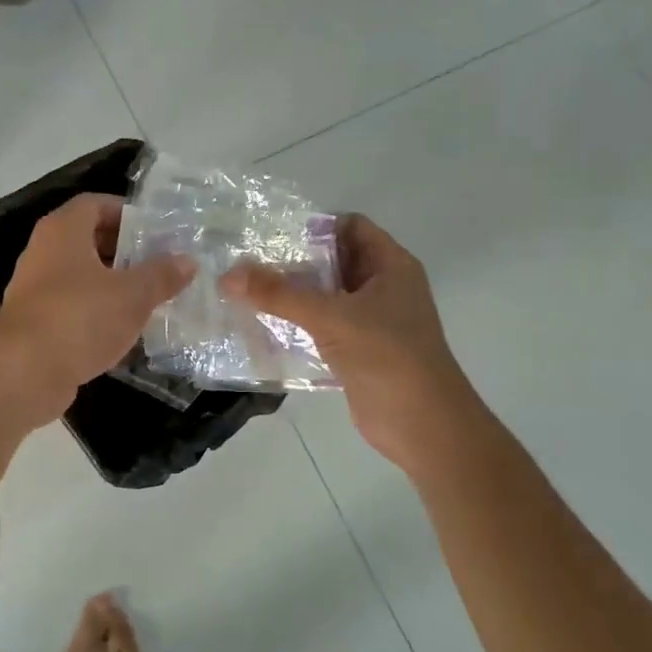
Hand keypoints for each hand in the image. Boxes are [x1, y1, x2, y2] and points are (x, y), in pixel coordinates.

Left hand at [0, 194, 196, 421]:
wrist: (24, 374)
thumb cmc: (80, 318)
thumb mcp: (133, 294)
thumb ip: (162, 275)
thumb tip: (188, 261)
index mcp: (63, 231)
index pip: (95, 204)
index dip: (126, 212)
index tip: (155, 230)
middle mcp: (43, 252)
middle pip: (88, 239)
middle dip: (124, 250)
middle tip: (159, 264)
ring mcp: (35, 289)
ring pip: (81, 275)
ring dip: (113, 283)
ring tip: (149, 297)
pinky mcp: (36, 323)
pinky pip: (73, 306)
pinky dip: (97, 311)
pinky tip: (124, 329)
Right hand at [222, 214, 476, 473]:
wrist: (423, 426)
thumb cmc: (388, 357)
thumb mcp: (332, 318)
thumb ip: (279, 294)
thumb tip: (228, 274)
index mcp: (391, 266)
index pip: (351, 227)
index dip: (315, 226)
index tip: (271, 234)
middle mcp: (383, 287)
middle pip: (334, 261)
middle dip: (295, 261)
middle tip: (249, 261)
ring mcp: (372, 321)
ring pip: (326, 296)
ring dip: (293, 294)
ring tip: (247, 290)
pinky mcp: (358, 350)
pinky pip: (323, 326)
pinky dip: (297, 324)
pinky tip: (263, 326)